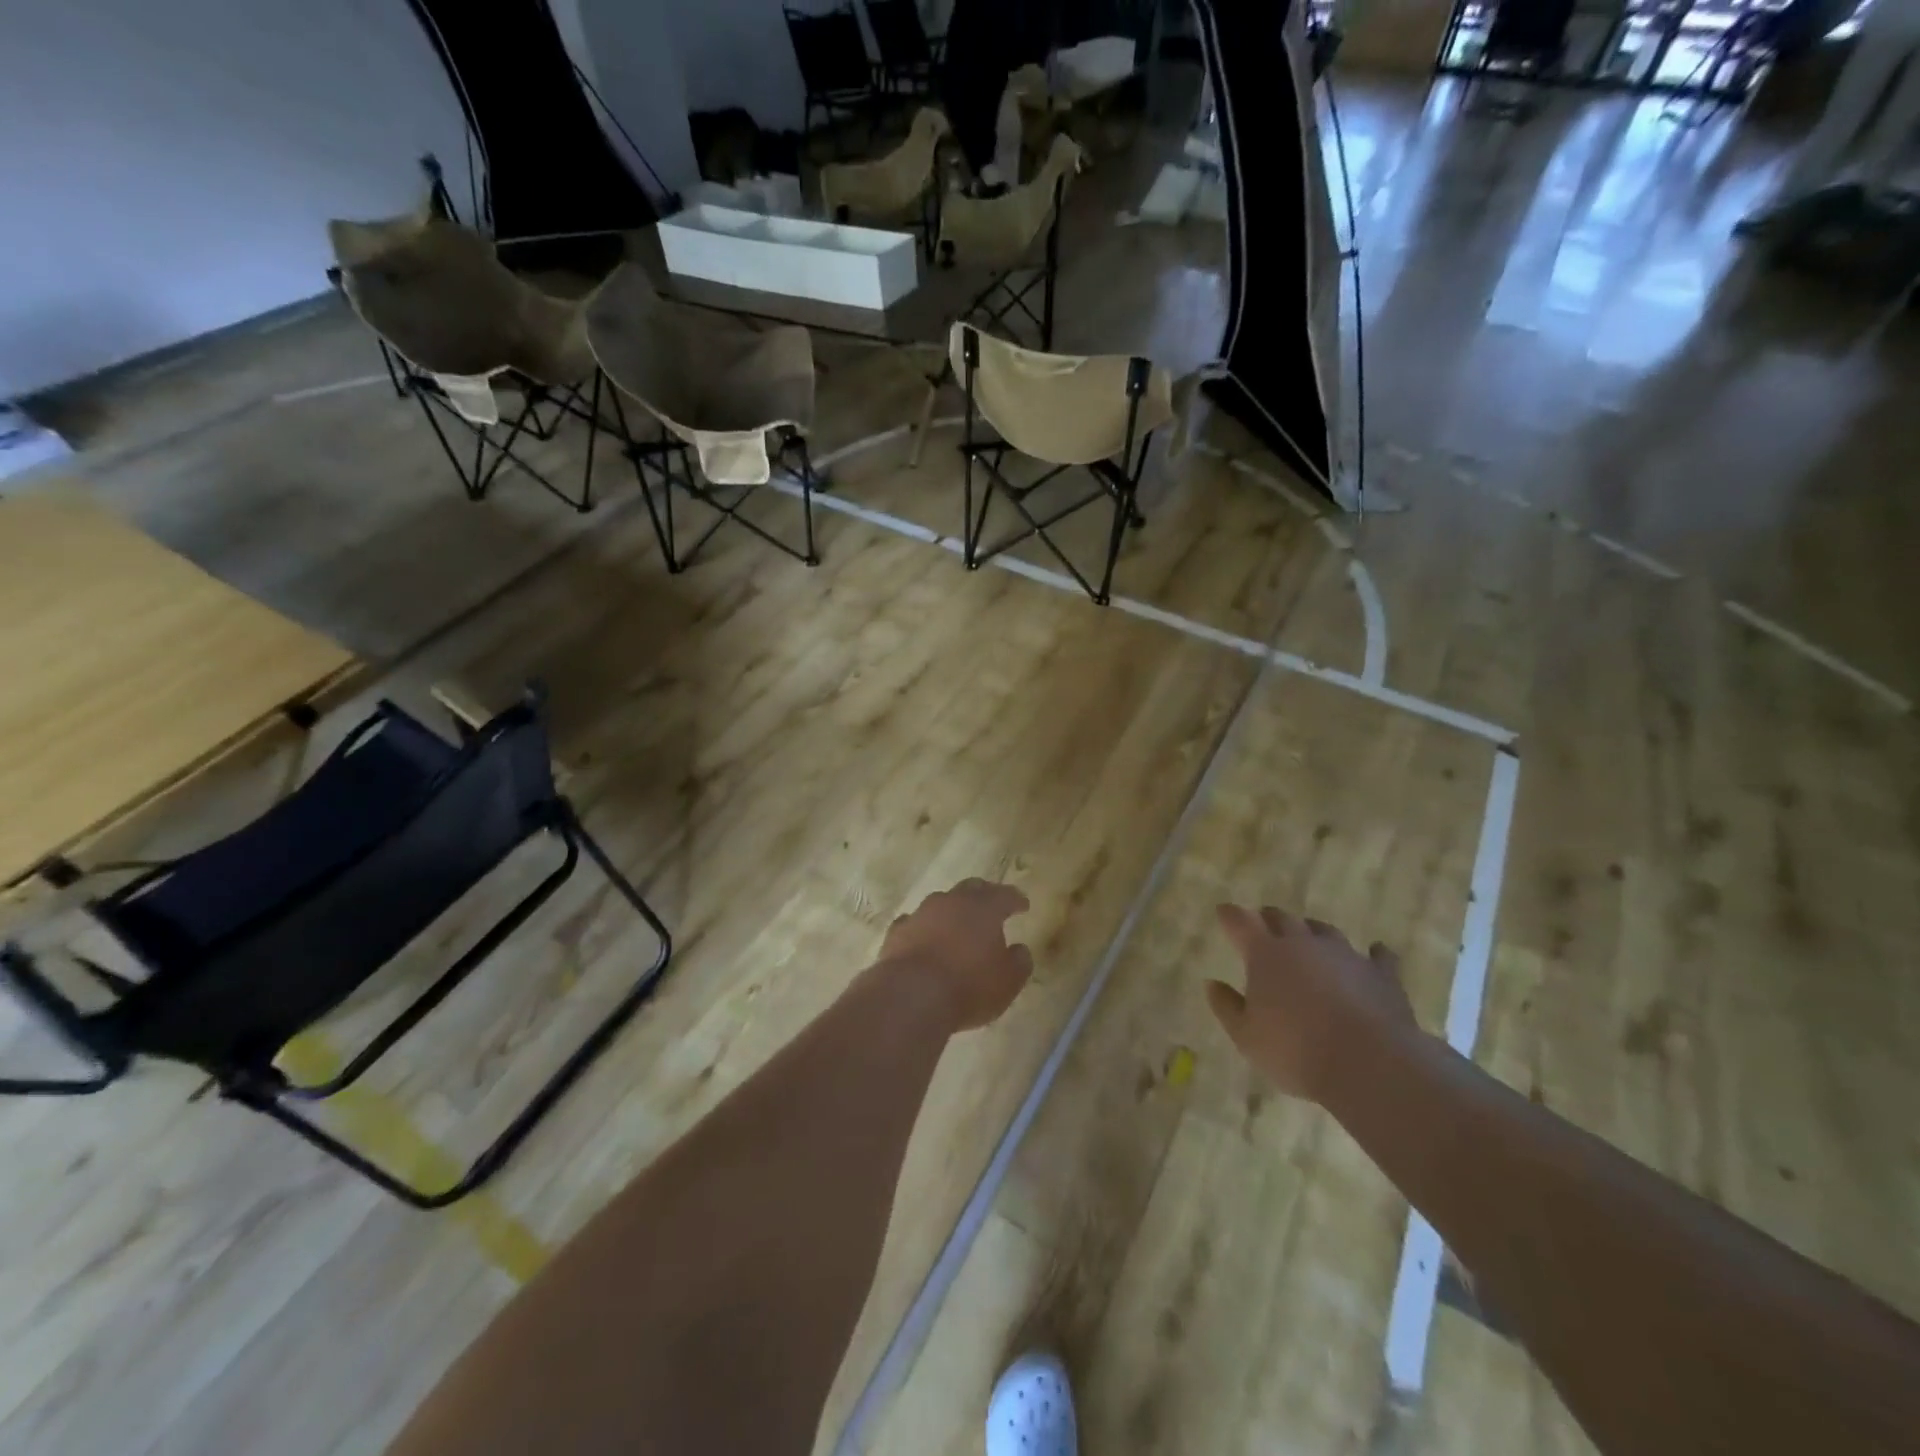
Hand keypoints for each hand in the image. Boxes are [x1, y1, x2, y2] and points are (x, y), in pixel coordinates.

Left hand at [880, 879, 1034, 1030]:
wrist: (911, 996)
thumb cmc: (969, 987)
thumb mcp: (1008, 981)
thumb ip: (1019, 962)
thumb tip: (1020, 950)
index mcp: (984, 908)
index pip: (1005, 895)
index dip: (1016, 899)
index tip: (1023, 904)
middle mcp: (952, 902)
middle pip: (971, 889)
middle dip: (983, 895)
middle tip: (991, 904)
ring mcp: (921, 913)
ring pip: (941, 903)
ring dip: (951, 912)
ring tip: (957, 925)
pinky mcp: (897, 932)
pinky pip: (914, 923)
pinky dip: (923, 929)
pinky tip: (924, 938)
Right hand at [1207, 905, 1416, 1102]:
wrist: (1369, 1064)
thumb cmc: (1295, 1050)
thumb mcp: (1246, 1036)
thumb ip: (1227, 1007)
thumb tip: (1212, 984)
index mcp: (1265, 954)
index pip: (1240, 922)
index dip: (1230, 915)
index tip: (1223, 911)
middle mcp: (1303, 944)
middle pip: (1282, 919)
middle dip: (1269, 919)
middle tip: (1263, 923)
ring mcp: (1345, 955)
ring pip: (1325, 931)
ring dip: (1313, 932)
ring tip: (1309, 937)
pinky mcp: (1381, 975)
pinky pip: (1378, 956)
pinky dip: (1373, 953)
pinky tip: (1375, 952)